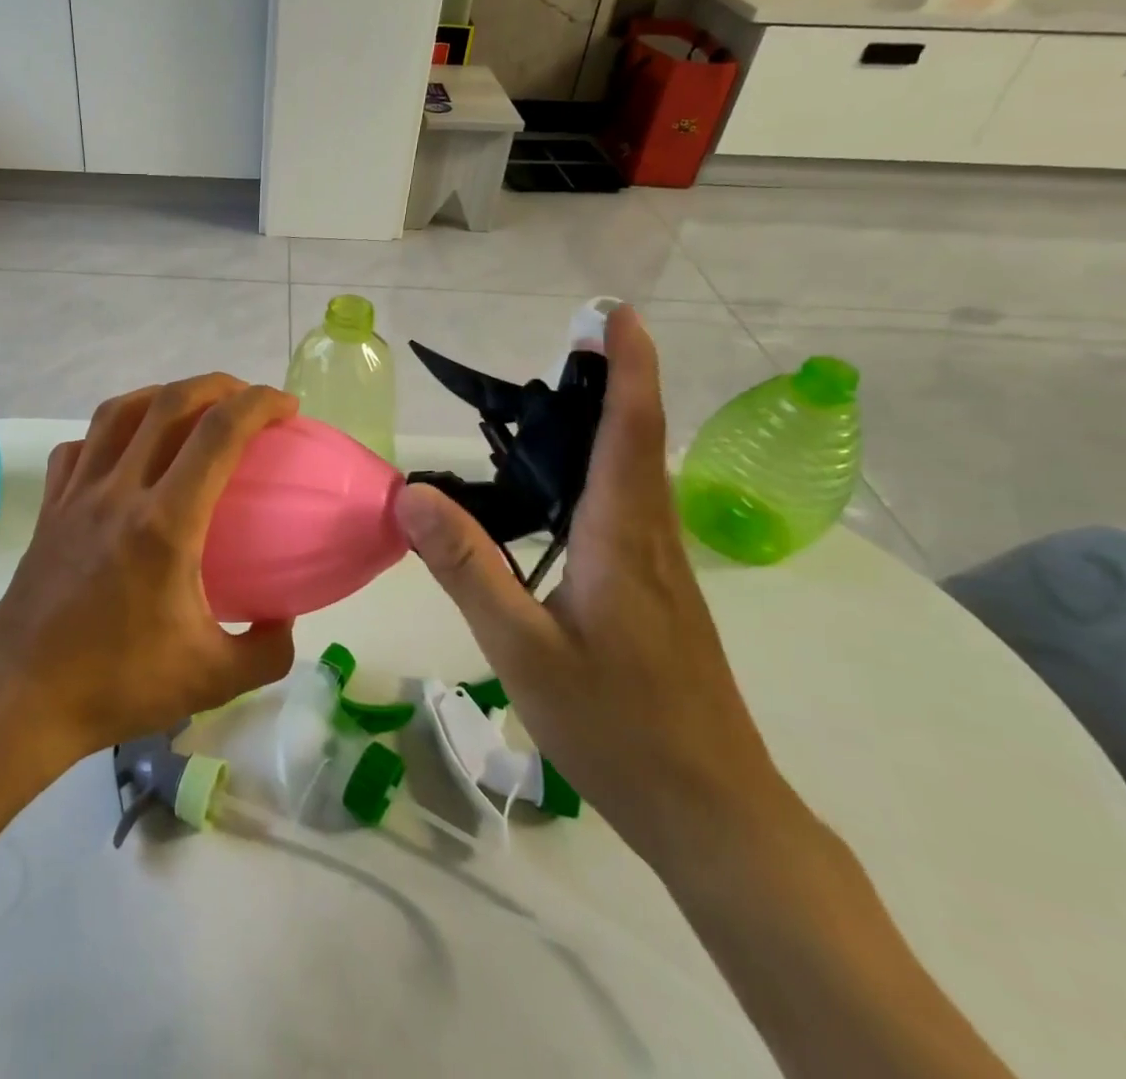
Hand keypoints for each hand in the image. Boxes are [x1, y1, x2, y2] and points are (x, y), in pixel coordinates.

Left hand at [0, 375, 298, 766]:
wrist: (22, 700)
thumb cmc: (118, 686)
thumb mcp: (213, 680)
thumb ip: (267, 650)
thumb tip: (285, 619)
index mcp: (165, 523)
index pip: (218, 434)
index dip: (259, 405)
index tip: (286, 407)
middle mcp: (119, 492)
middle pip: (168, 404)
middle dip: (217, 385)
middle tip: (246, 397)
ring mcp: (77, 496)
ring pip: (117, 413)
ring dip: (161, 395)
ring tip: (189, 408)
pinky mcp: (49, 509)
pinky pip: (78, 448)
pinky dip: (106, 434)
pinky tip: (121, 451)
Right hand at [394, 305, 804, 882]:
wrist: (714, 813)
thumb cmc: (618, 728)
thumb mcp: (523, 649)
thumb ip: (466, 567)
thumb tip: (411, 493)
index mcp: (623, 537)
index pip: (631, 429)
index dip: (629, 365)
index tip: (615, 314)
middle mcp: (650, 537)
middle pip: (636, 438)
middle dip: (609, 381)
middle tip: (561, 347)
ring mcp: (659, 566)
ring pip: (633, 473)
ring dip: (603, 423)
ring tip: (548, 405)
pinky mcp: (656, 591)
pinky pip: (625, 506)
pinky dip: (597, 469)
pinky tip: (555, 494)